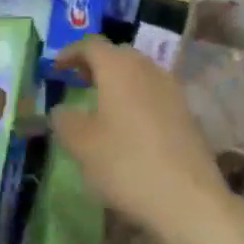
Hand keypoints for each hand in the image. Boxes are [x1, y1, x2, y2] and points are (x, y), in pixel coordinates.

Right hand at [50, 37, 232, 243]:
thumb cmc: (126, 164)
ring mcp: (172, 90)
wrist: (188, 198)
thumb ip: (65, 121)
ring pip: (140, 73)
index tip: (56, 67)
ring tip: (101, 104)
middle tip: (78, 81)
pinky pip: (155, 94)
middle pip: (119, 55)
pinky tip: (129, 125)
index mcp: (119, 68)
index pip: (92, 45)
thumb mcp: (81, 146)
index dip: (70, 52)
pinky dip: (137, 98)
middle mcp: (148, 69)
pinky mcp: (187, 113)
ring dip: (118, 81)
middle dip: (96, 64)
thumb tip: (62, 110)